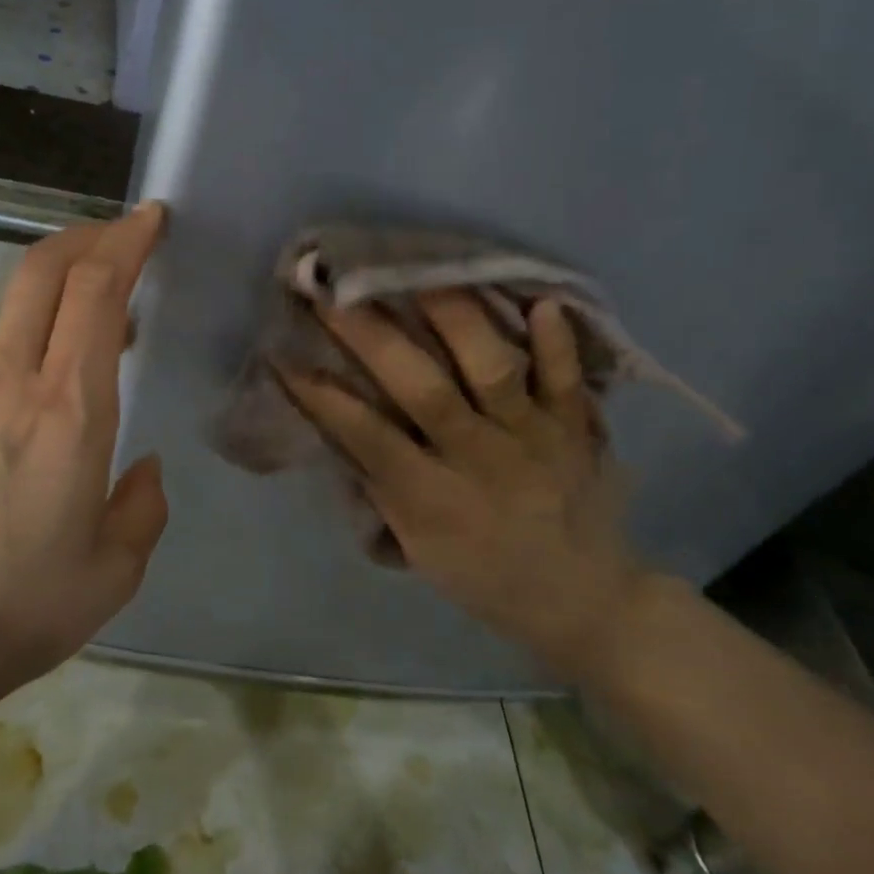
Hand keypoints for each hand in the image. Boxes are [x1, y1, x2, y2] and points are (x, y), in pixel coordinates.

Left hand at [0, 204, 169, 688]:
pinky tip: (51, 388)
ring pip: (15, 306)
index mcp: (70, 412)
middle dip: (87, 236)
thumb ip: (142, 506)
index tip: (151, 219)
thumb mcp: (114, 569)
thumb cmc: (22, 606)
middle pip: (42, 269)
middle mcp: (12, 382)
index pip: (95, 290)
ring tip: (103, 319)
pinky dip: (35, 337)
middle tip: (125, 238)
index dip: (125, 241)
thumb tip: (142, 468)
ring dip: (61, 286)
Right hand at [280, 293, 640, 677]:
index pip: (369, 438)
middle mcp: (483, 461)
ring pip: (494, 370)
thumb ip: (382, 484)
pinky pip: (570, 380)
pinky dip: (558, 343)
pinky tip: (540, 301)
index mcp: (435, 500)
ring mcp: (536, 440)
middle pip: (426, 391)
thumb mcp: (419, 547)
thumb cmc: (484, 577)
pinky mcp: (577, 429)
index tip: (286, 355)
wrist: (586, 602)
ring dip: (456, 318)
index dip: (324, 397)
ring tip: (418, 271)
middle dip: (374, 339)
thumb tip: (341, 422)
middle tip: (336, 292)